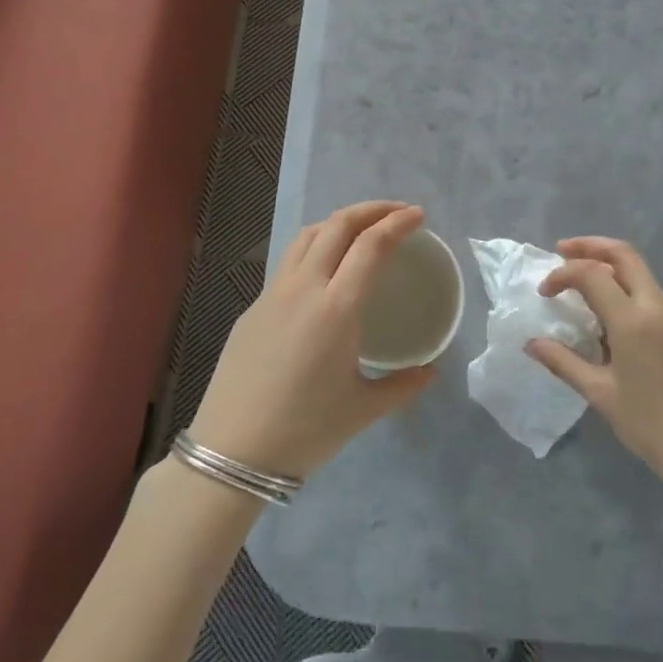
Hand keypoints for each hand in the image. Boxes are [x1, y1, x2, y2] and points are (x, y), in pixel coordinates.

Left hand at [188, 201, 437, 478]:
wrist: (232, 451)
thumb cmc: (305, 431)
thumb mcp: (363, 410)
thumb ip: (402, 386)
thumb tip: (430, 370)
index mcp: (337, 307)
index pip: (371, 245)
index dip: (397, 223)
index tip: (418, 216)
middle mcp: (304, 287)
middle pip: (338, 225)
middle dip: (371, 210)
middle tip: (397, 212)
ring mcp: (274, 293)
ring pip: (308, 235)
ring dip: (339, 222)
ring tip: (361, 229)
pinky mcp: (254, 306)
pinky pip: (289, 260)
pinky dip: (315, 246)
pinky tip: (324, 270)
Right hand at [528, 237, 662, 498]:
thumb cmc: (651, 426)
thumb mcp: (600, 394)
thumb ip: (564, 362)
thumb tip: (532, 343)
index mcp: (634, 320)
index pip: (592, 273)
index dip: (563, 274)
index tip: (545, 292)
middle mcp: (658, 307)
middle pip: (625, 255)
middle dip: (591, 246)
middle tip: (562, 252)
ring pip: (641, 274)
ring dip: (610, 268)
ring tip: (583, 286)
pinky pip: (653, 298)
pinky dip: (628, 292)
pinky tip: (613, 320)